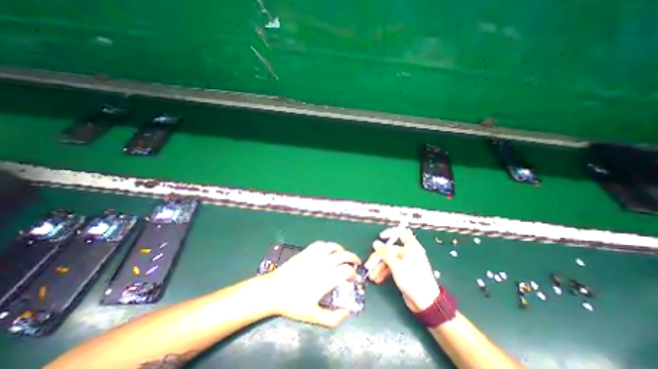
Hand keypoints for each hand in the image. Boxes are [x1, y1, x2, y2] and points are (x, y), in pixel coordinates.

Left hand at [264, 242, 358, 328]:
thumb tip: (347, 312)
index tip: (353, 278)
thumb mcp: (313, 316)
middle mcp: (322, 264)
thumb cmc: (293, 304)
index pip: (346, 270)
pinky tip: (327, 251)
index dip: (353, 273)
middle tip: (356, 263)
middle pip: (344, 255)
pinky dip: (327, 246)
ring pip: (333, 246)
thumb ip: (333, 318)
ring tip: (343, 255)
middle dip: (353, 258)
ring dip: (341, 250)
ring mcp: (314, 255)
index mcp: (326, 279)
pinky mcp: (306, 251)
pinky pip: (320, 244)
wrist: (274, 290)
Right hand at [368, 228, 437, 310]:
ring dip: (379, 267)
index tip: (381, 237)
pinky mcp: (404, 272)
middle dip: (379, 257)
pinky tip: (378, 279)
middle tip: (369, 265)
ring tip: (372, 276)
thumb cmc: (412, 279)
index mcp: (411, 247)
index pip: (401, 233)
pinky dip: (384, 272)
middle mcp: (408, 253)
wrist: (425, 302)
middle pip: (390, 250)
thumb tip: (375, 243)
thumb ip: (385, 253)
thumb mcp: (396, 265)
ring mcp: (406, 263)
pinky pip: (391, 268)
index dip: (391, 233)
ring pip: (389, 260)